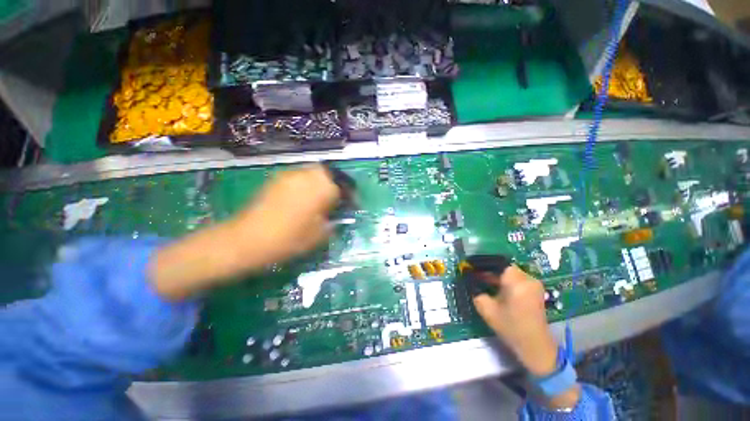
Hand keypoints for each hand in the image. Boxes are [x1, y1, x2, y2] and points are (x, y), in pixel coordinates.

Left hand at [233, 165, 340, 266]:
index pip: (344, 186)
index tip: (351, 204)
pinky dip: (305, 184)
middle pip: (328, 173)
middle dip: (335, 183)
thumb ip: (332, 222)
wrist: (248, 238)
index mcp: (323, 187)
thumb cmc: (290, 238)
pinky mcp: (277, 179)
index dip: (350, 195)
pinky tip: (302, 198)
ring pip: (313, 172)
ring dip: (320, 182)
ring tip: (319, 198)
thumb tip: (335, 217)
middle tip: (335, 198)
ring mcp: (291, 175)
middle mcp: (308, 175)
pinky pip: (298, 176)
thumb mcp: (319, 235)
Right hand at [473, 266, 558, 375]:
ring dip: (498, 277)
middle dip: (490, 271)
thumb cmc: (510, 327)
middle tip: (477, 277)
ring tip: (486, 283)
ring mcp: (534, 285)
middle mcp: (527, 279)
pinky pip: (518, 280)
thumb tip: (471, 282)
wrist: (535, 346)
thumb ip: (477, 292)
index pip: (497, 263)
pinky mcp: (536, 292)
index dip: (484, 265)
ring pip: (511, 274)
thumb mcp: (487, 310)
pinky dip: (507, 282)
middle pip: (505, 268)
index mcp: (515, 281)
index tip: (472, 269)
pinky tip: (498, 290)